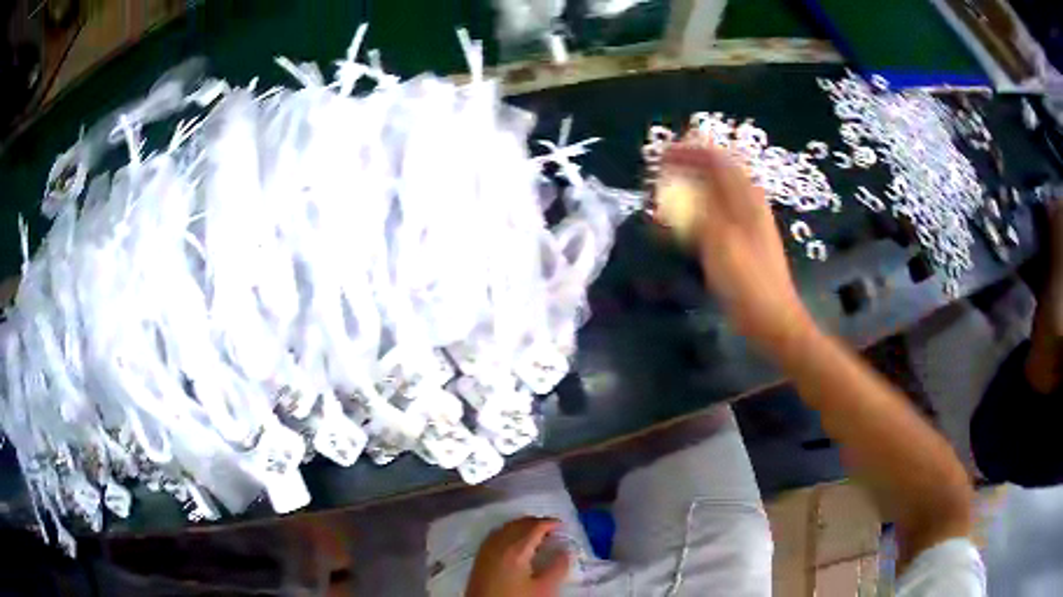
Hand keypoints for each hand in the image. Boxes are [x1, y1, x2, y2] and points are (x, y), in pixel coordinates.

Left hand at [465, 517, 569, 596]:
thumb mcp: (544, 588)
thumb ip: (558, 567)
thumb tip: (565, 550)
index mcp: (515, 549)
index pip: (534, 527)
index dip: (549, 523)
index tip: (563, 525)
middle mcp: (498, 544)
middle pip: (518, 524)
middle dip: (536, 523)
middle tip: (552, 529)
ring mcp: (486, 550)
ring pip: (505, 528)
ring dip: (521, 526)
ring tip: (536, 533)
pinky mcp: (479, 558)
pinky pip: (495, 535)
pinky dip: (508, 532)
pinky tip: (514, 542)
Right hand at [658, 144, 814, 355]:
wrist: (773, 320)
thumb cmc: (748, 282)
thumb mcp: (720, 241)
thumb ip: (698, 208)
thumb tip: (675, 182)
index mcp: (746, 199)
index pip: (717, 159)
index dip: (690, 151)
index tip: (661, 153)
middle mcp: (747, 205)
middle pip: (716, 174)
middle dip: (687, 167)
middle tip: (658, 171)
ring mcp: (746, 225)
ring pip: (714, 195)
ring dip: (689, 188)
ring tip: (664, 193)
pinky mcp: (741, 244)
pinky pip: (714, 217)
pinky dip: (695, 212)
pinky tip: (680, 224)